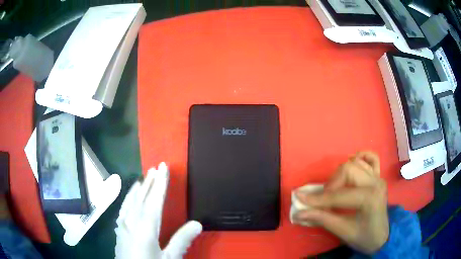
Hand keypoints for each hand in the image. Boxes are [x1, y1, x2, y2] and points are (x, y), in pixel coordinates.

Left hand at [115, 163, 201, 258]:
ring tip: (143, 178)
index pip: (154, 200)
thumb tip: (198, 223)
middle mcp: (132, 222)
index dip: (160, 183)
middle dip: (149, 182)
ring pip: (130, 201)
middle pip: (141, 197)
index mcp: (146, 228)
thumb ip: (181, 241)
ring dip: (138, 188)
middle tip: (156, 168)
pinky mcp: (120, 231)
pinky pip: (123, 209)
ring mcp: (123, 225)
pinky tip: (129, 198)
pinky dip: (127, 199)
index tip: (164, 167)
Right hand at [294, 151, 388, 253]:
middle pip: (348, 169)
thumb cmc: (364, 237)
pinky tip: (353, 168)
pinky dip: (360, 158)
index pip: (339, 194)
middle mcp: (376, 182)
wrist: (381, 237)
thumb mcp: (343, 231)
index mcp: (370, 198)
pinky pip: (371, 158)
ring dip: (340, 175)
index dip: (318, 198)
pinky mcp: (379, 176)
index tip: (300, 198)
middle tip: (323, 199)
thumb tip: (299, 213)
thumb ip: (322, 219)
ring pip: (355, 162)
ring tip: (335, 190)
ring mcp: (378, 177)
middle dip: (331, 184)